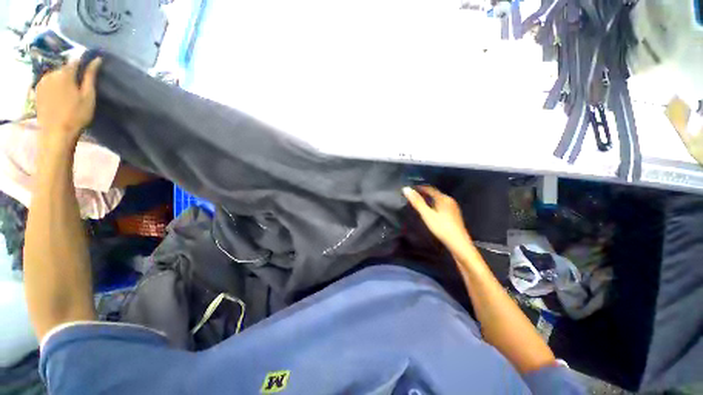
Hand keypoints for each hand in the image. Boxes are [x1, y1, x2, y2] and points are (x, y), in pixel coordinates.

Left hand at [36, 58, 101, 146]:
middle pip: (65, 68)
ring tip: (69, 92)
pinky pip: (49, 82)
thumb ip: (90, 76)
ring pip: (56, 75)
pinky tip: (60, 96)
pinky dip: (55, 85)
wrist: (56, 133)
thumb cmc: (76, 115)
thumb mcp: (88, 96)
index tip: (91, 68)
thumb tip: (97, 59)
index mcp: (65, 72)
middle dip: (72, 73)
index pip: (76, 60)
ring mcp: (42, 81)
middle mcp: (51, 73)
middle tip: (80, 85)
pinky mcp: (38, 90)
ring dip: (63, 79)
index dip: (84, 62)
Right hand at [403, 186, 471, 252]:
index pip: (429, 188)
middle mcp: (450, 201)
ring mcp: (453, 208)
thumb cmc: (442, 228)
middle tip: (412, 196)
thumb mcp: (427, 214)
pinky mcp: (453, 215)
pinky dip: (433, 206)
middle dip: (423, 194)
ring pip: (438, 200)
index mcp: (444, 198)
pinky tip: (429, 212)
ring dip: (428, 200)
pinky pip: (441, 206)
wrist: (459, 244)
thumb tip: (406, 189)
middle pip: (434, 194)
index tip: (410, 189)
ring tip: (418, 203)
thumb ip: (417, 202)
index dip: (419, 187)